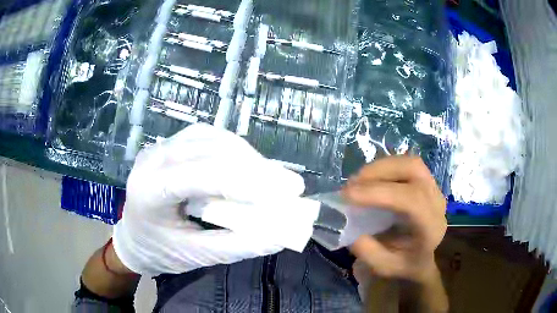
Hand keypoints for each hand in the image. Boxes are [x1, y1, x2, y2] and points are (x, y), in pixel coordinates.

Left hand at [112, 124, 304, 276]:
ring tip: (274, 179)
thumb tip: (282, 234)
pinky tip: (251, 166)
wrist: (135, 237)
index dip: (248, 181)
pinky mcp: (172, 144)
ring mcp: (161, 146)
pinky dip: (236, 151)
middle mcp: (152, 159)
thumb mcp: (196, 256)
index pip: (201, 175)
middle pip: (211, 151)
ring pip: (213, 139)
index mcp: (149, 190)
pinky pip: (209, 138)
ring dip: (248, 158)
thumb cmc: (160, 251)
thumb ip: (237, 245)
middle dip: (256, 168)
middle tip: (291, 186)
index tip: (289, 191)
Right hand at [343, 156, 446, 282]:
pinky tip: (371, 179)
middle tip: (352, 183)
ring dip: (381, 167)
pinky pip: (406, 165)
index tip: (347, 196)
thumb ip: (367, 251)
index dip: (379, 193)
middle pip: (414, 170)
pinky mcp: (426, 182)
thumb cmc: (404, 264)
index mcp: (431, 227)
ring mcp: (434, 189)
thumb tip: (349, 224)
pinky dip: (385, 167)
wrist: (422, 258)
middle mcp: (437, 202)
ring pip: (410, 163)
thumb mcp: (383, 267)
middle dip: (379, 171)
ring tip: (358, 180)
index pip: (411, 200)